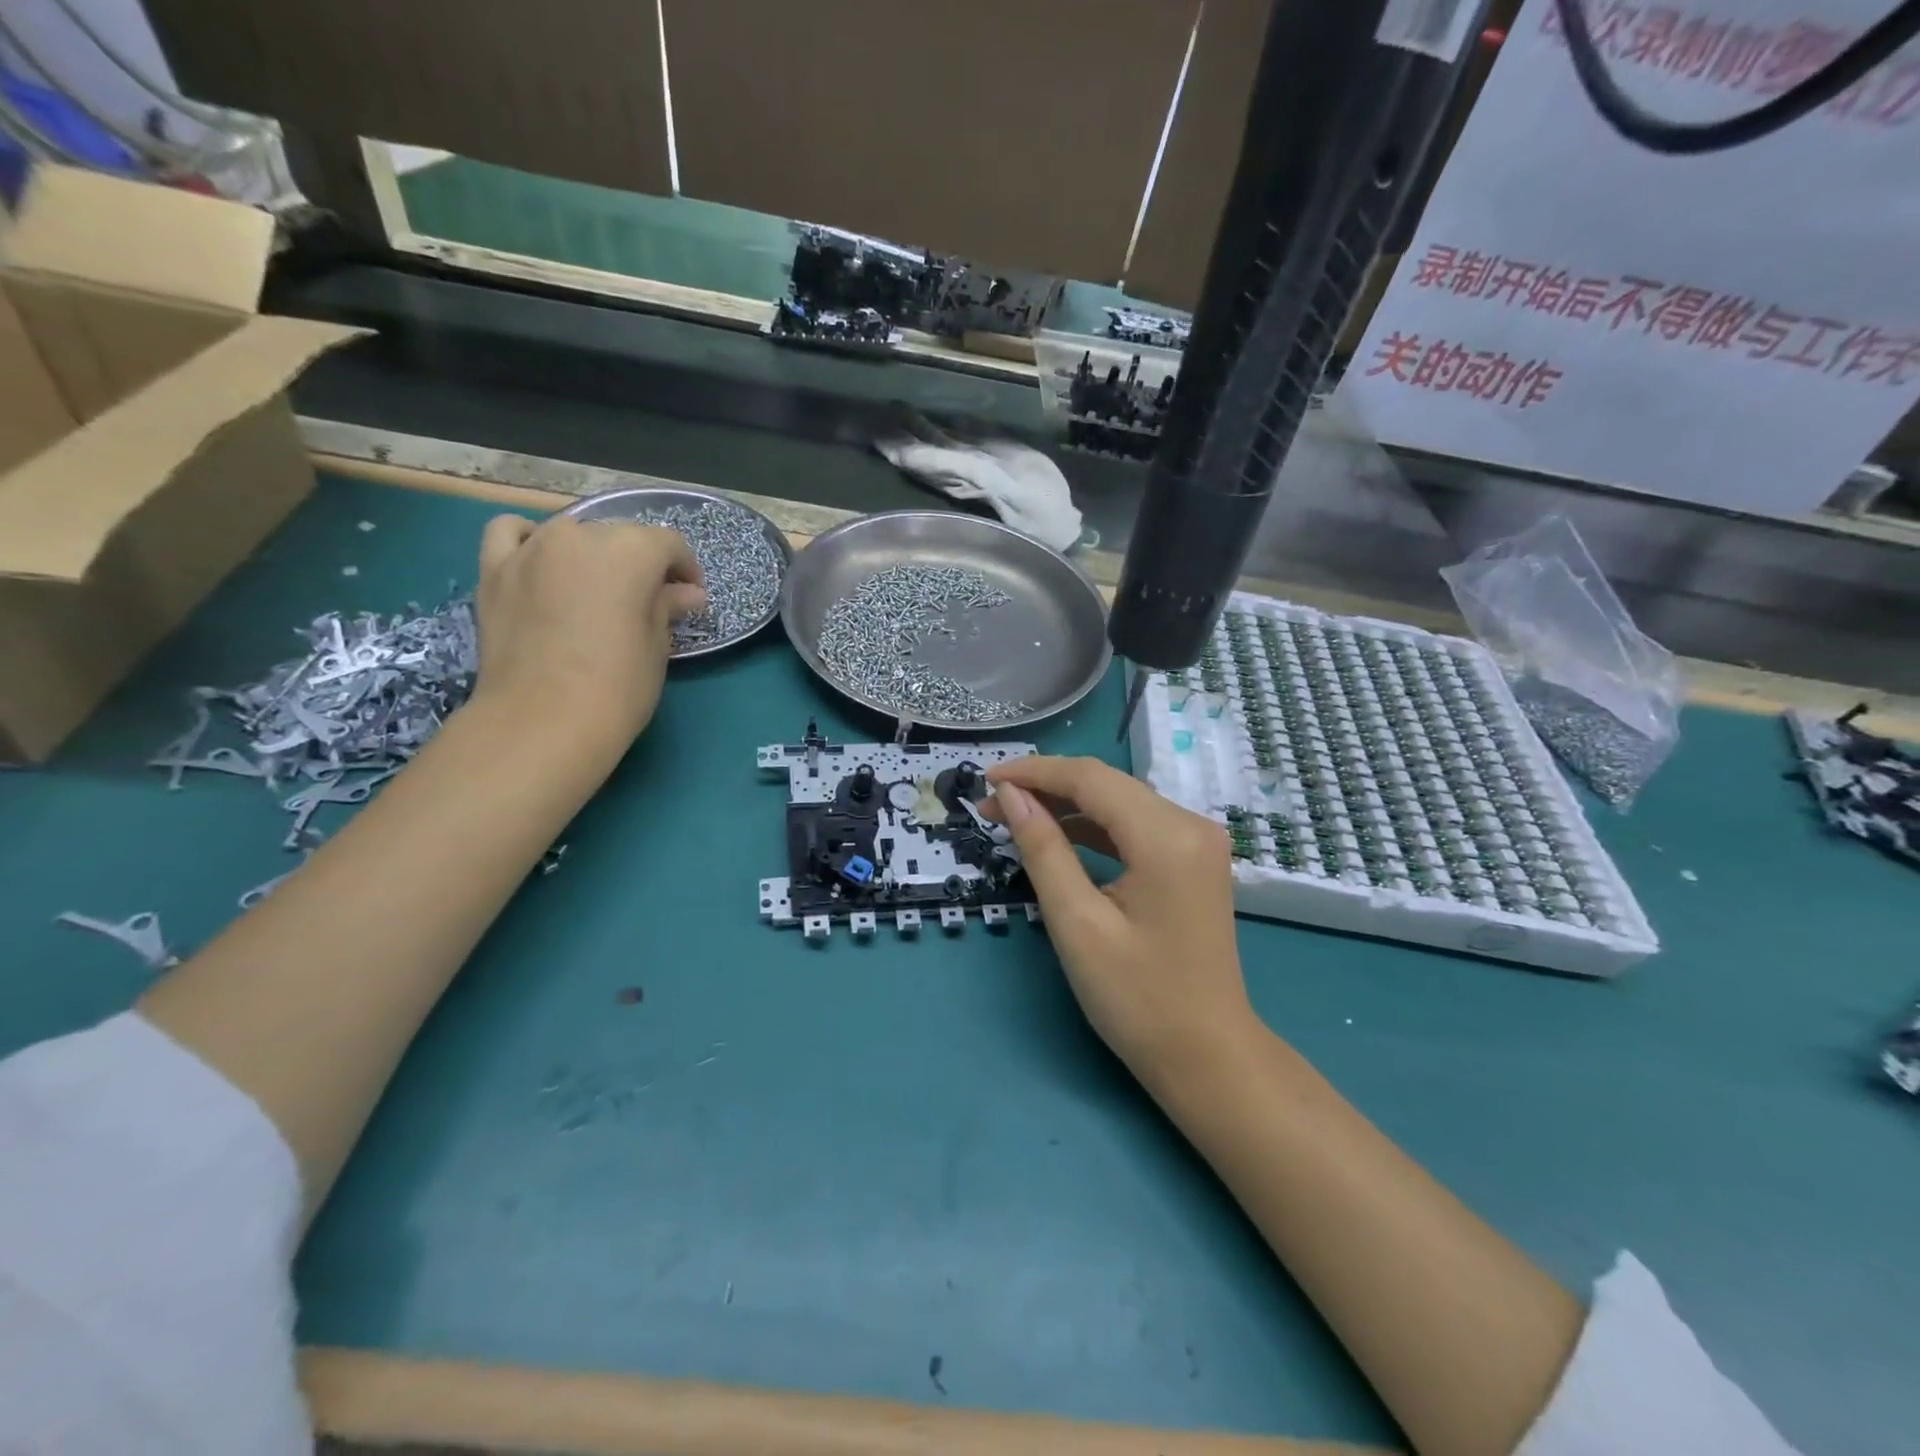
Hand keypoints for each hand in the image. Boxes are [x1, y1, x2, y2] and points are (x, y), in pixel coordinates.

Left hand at [468, 515, 705, 747]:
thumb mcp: (657, 646)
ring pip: (571, 534)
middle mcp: (580, 534)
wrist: (542, 722)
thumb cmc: (618, 686)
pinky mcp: (494, 571)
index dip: (685, 569)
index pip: (668, 544)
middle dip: (640, 563)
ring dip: (591, 554)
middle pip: (620, 535)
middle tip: (648, 602)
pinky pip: (511, 534)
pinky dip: (529, 540)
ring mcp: (531, 549)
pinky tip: (542, 564)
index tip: (690, 597)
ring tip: (597, 589)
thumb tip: (686, 593)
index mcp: (631, 550)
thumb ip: (666, 607)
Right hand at [983, 756, 1256, 1084]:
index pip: (1091, 779)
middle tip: (992, 806)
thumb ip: (1043, 849)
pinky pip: (1136, 827)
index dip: (1034, 772)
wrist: (1208, 1057)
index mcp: (1167, 836)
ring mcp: (1197, 842)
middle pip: (1108, 784)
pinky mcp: (1193, 861)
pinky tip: (1061, 836)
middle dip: (1047, 787)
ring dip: (1068, 806)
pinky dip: (1095, 827)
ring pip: (1120, 802)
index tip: (984, 780)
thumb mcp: (1078, 923)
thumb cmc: (1138, 999)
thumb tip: (1010, 796)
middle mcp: (1191, 824)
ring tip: (1015, 818)